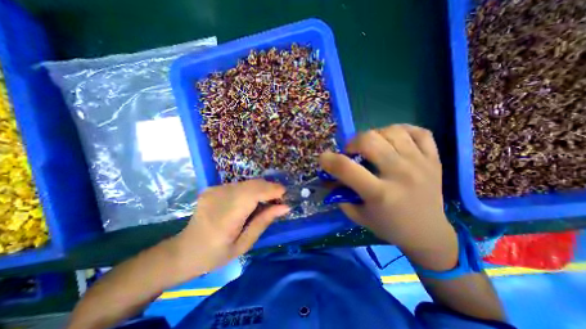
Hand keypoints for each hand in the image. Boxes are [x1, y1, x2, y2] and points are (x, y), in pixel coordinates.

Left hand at [170, 180, 286, 279]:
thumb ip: (264, 222)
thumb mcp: (244, 244)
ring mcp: (214, 190)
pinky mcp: (213, 188)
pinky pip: (239, 185)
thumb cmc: (215, 255)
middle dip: (269, 188)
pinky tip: (251, 201)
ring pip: (247, 183)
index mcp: (225, 217)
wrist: (184, 250)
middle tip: (279, 198)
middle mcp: (219, 198)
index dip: (271, 190)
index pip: (253, 194)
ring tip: (267, 200)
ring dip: (261, 189)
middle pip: (252, 184)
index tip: (284, 193)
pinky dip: (251, 190)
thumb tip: (284, 207)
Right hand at [320, 125, 457, 270]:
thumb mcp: (358, 215)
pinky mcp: (434, 159)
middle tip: (351, 152)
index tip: (324, 158)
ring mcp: (421, 164)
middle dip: (352, 143)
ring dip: (374, 135)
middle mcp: (401, 175)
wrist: (429, 233)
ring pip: (392, 131)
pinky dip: (401, 130)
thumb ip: (340, 195)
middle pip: (370, 140)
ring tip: (372, 147)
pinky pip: (418, 131)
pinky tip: (393, 140)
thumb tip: (328, 177)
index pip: (347, 168)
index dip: (329, 160)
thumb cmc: (389, 226)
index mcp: (380, 194)